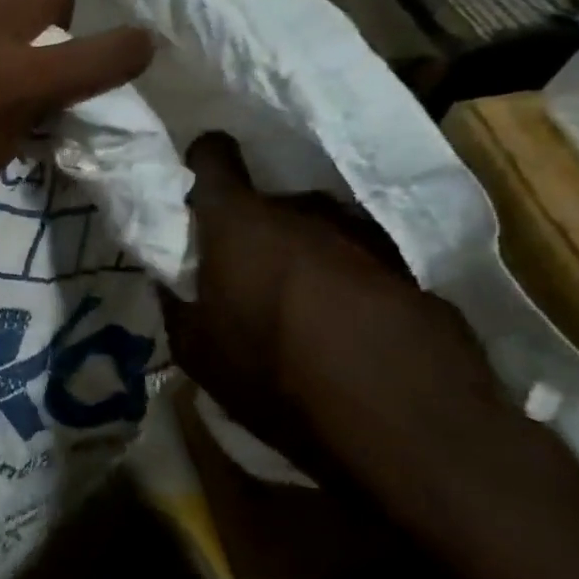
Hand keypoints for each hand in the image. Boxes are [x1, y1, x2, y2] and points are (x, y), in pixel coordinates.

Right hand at [164, 134, 509, 482]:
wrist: (406, 422)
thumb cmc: (275, 379)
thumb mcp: (197, 351)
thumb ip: (177, 302)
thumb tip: (171, 279)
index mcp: (239, 223)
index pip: (213, 157)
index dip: (202, 163)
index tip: (198, 187)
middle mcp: (301, 211)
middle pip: (266, 201)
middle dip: (250, 228)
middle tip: (241, 273)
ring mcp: (361, 232)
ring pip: (314, 227)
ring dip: (299, 252)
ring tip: (295, 303)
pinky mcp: (407, 263)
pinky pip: (356, 255)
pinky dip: (342, 276)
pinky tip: (342, 322)